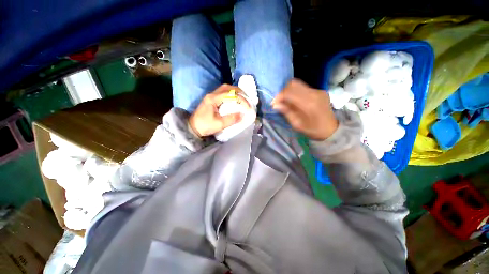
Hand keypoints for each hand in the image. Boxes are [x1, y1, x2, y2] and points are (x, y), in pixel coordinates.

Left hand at [189, 84, 249, 136]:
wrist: (192, 128)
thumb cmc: (204, 126)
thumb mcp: (219, 124)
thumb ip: (231, 119)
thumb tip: (242, 115)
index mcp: (213, 99)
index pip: (230, 94)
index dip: (241, 99)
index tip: (248, 107)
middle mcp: (212, 95)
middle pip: (227, 87)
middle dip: (239, 91)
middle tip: (247, 98)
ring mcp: (211, 96)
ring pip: (225, 89)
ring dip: (235, 92)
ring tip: (242, 98)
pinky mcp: (211, 100)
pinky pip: (222, 93)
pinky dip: (231, 95)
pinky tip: (234, 100)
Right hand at [272, 79, 338, 139]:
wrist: (331, 129)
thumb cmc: (313, 130)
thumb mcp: (297, 125)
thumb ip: (287, 113)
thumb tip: (275, 105)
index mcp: (309, 104)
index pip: (289, 92)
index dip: (279, 96)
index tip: (274, 104)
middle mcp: (314, 93)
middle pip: (293, 84)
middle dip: (283, 91)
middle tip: (279, 101)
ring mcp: (318, 91)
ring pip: (298, 84)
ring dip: (289, 91)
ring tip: (286, 101)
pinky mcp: (320, 91)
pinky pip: (304, 87)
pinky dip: (296, 92)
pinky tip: (295, 100)